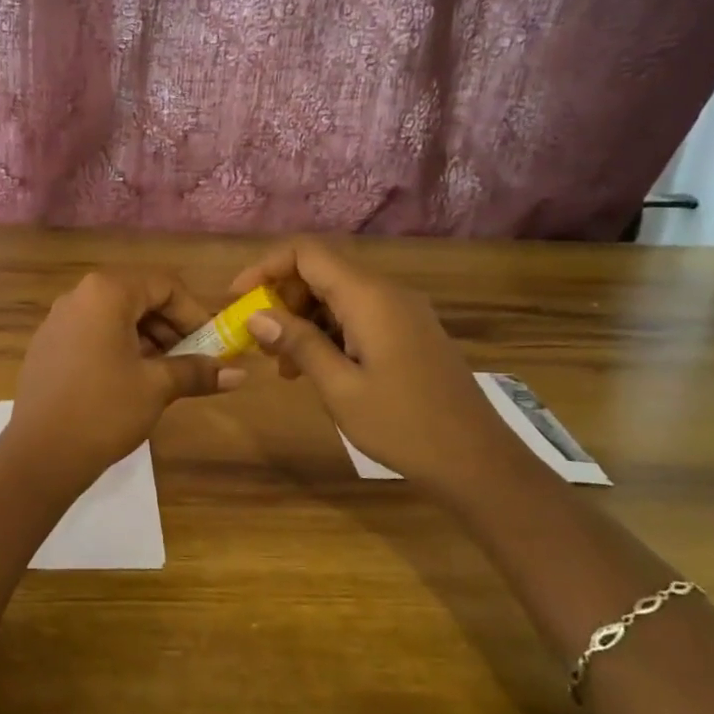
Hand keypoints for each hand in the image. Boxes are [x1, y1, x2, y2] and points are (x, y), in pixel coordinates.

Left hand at [1, 271, 243, 484]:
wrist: (41, 454)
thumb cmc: (105, 410)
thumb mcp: (157, 387)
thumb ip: (197, 372)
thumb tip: (239, 374)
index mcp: (106, 293)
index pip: (164, 285)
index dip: (193, 313)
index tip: (211, 344)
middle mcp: (78, 296)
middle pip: (137, 297)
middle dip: (170, 327)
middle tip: (191, 361)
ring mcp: (57, 321)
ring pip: (114, 317)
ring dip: (146, 339)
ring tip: (165, 375)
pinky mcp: (46, 347)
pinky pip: (91, 334)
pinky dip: (117, 348)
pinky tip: (129, 382)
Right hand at [229, 241, 524, 494]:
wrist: (476, 460)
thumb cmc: (403, 425)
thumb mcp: (340, 387)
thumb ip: (298, 344)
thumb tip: (256, 315)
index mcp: (369, 297)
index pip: (307, 253)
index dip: (266, 266)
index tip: (237, 298)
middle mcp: (387, 293)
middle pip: (321, 271)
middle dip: (282, 298)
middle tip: (257, 339)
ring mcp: (402, 312)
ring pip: (338, 296)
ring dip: (303, 319)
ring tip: (281, 364)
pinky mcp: (409, 332)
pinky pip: (358, 316)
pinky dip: (328, 332)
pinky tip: (314, 369)